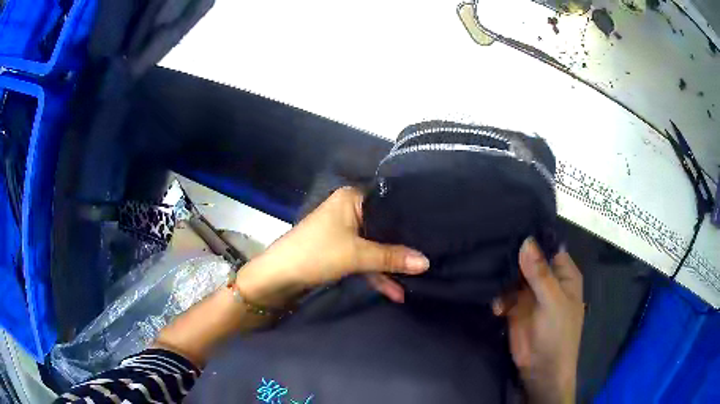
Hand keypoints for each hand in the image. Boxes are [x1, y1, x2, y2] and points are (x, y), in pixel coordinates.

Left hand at [235, 187, 429, 306]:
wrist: (278, 276)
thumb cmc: (316, 253)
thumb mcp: (357, 255)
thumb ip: (392, 257)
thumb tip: (427, 262)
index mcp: (352, 198)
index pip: (389, 202)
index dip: (411, 216)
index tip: (434, 229)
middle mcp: (350, 210)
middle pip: (385, 226)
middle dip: (404, 246)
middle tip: (432, 254)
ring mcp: (345, 231)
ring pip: (375, 245)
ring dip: (390, 266)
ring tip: (418, 281)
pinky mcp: (341, 250)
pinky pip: (365, 258)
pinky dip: (377, 274)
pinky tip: (395, 292)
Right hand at [493, 238, 583, 403]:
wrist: (541, 370)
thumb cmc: (557, 334)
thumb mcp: (552, 302)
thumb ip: (539, 274)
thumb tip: (526, 241)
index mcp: (563, 274)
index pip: (548, 247)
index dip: (533, 239)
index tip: (510, 224)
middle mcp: (547, 281)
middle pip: (529, 260)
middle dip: (513, 255)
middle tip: (491, 243)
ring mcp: (530, 295)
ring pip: (514, 275)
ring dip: (502, 275)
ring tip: (487, 272)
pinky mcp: (515, 309)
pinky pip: (504, 294)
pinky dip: (498, 296)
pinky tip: (496, 306)